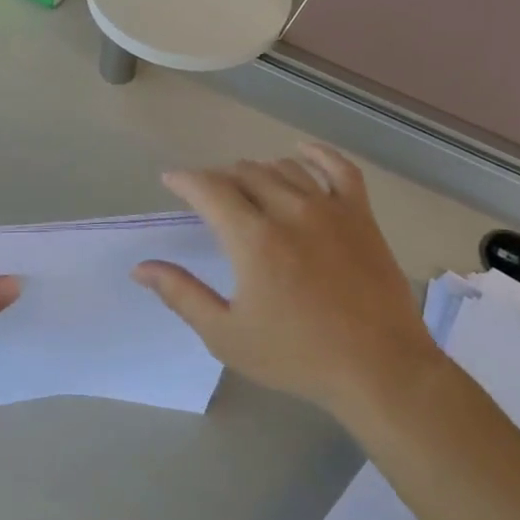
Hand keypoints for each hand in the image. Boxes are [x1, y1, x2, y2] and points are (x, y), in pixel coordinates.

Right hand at [133, 145, 443, 424]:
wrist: (378, 368)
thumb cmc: (296, 356)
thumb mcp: (226, 334)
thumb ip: (182, 295)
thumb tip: (141, 268)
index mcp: (253, 239)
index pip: (210, 190)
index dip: (185, 180)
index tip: (171, 180)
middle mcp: (290, 211)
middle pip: (245, 174)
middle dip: (219, 178)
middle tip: (208, 195)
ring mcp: (330, 210)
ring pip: (285, 169)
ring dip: (258, 170)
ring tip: (246, 184)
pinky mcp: (361, 217)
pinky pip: (340, 169)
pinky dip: (317, 154)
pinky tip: (302, 151)